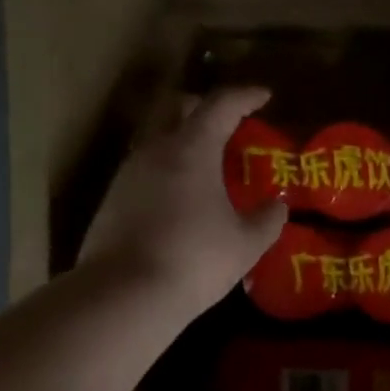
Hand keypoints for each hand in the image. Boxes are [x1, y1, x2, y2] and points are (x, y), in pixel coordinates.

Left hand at [80, 87, 287, 316]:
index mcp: (192, 149)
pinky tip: (180, 200)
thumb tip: (278, 205)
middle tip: (229, 125)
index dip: (245, 97)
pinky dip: (167, 172)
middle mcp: (155, 150)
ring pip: (158, 141)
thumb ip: (268, 219)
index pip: (221, 105)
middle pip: (179, 110)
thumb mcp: (246, 243)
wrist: (125, 294)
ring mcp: (127, 174)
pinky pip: (145, 171)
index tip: (264, 96)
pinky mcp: (111, 200)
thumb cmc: (196, 259)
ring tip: (206, 167)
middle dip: (206, 109)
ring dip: (183, 143)